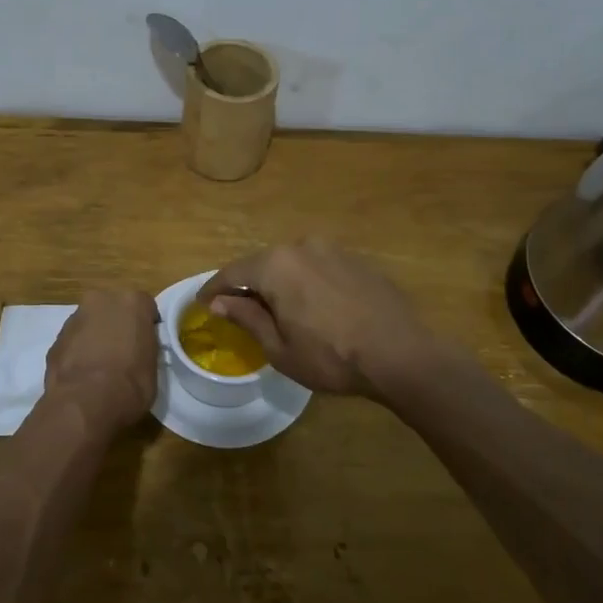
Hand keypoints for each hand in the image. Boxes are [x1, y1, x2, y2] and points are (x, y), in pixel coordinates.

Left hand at [44, 288, 158, 431]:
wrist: (86, 402)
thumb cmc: (131, 383)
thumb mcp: (153, 365)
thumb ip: (144, 346)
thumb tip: (136, 351)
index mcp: (132, 302)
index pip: (145, 307)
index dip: (146, 326)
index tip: (145, 344)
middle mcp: (102, 300)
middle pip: (113, 308)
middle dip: (116, 324)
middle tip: (122, 352)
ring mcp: (75, 318)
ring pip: (90, 323)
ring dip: (94, 337)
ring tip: (99, 367)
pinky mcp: (55, 339)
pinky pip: (73, 341)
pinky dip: (77, 352)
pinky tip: (82, 375)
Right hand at [196, 239, 438, 400]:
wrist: (401, 354)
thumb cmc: (331, 357)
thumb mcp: (279, 347)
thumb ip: (246, 317)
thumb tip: (219, 302)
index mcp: (276, 265)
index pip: (233, 273)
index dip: (214, 289)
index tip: (202, 303)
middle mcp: (301, 246)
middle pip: (263, 264)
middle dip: (248, 286)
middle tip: (238, 310)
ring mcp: (332, 250)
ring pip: (292, 264)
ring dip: (279, 283)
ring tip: (278, 310)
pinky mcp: (356, 260)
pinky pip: (318, 267)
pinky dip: (306, 283)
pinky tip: (313, 306)